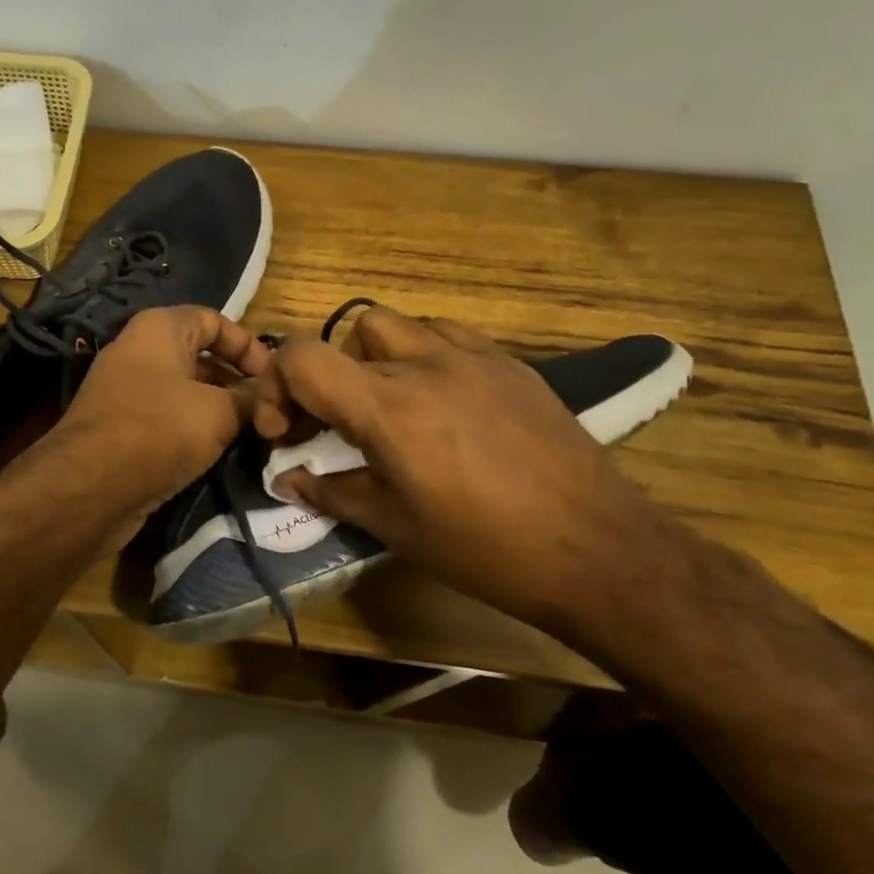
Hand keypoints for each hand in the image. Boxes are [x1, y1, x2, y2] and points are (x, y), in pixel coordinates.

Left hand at [43, 306, 269, 537]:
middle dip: (237, 382)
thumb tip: (270, 397)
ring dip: (219, 410)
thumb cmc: (159, 430)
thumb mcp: (218, 412)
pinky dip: (194, 431)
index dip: (249, 345)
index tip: (274, 378)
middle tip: (269, 410)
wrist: (90, 488)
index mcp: (160, 329)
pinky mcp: (122, 429)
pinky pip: (168, 420)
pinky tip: (220, 453)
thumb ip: (250, 399)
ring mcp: (127, 392)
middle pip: (201, 357)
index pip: (215, 320)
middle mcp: (140, 352)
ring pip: (186, 392)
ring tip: (253, 434)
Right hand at [252, 306, 683, 634]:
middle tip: (338, 422)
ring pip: (399, 325)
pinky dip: (424, 355)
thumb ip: (331, 492)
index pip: (302, 356)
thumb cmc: (484, 547)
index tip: (286, 431)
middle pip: (348, 334)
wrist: (596, 549)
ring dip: (375, 357)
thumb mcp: (394, 527)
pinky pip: (448, 336)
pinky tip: (440, 401)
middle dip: (328, 373)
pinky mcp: (511, 364)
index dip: (277, 386)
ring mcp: (474, 357)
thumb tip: (289, 478)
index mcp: (388, 407)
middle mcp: (425, 364)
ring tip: (388, 406)